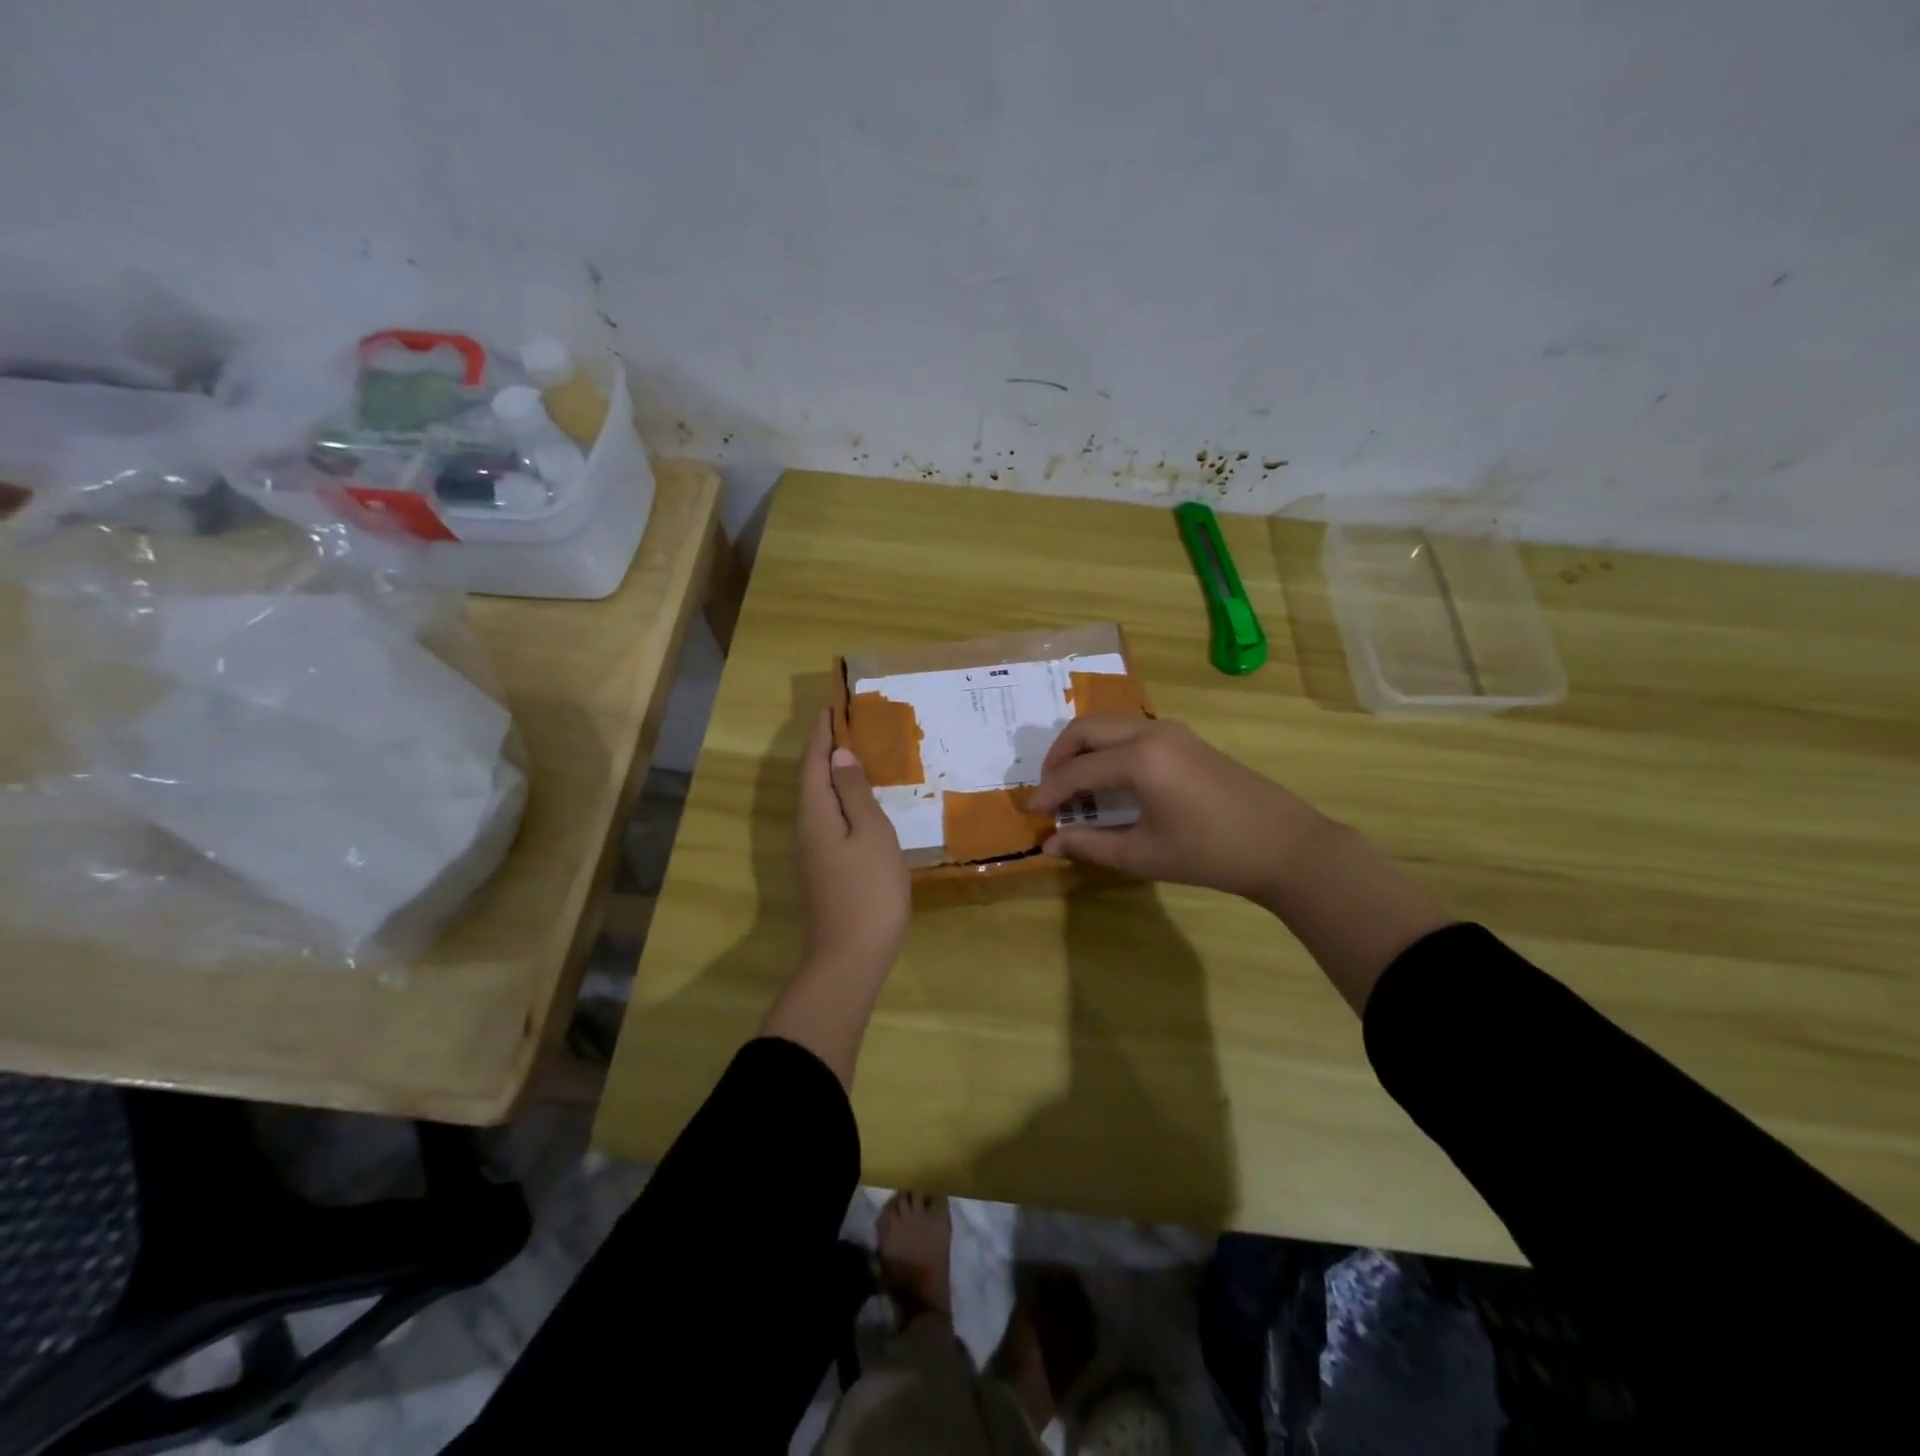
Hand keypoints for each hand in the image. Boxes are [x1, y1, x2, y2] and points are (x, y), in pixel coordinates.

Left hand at [796, 710, 909, 980]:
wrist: (849, 958)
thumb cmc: (868, 890)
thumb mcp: (870, 834)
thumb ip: (854, 793)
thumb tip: (839, 756)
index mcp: (815, 814)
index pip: (813, 762)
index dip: (821, 734)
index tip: (831, 707)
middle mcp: (806, 829)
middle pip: (811, 780)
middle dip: (824, 750)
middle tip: (846, 725)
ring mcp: (812, 854)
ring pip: (819, 802)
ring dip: (832, 775)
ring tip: (855, 756)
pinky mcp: (823, 871)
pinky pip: (828, 820)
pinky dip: (840, 801)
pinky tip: (859, 805)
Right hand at [1028, 715, 1329, 907]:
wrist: (1284, 845)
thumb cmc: (1211, 854)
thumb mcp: (1144, 855)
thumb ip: (1091, 845)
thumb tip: (1049, 845)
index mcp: (1140, 759)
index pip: (1077, 770)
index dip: (1049, 792)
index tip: (1032, 813)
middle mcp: (1151, 732)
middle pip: (1086, 729)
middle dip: (1058, 757)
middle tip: (1048, 792)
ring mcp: (1172, 730)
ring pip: (1109, 725)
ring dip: (1082, 749)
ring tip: (1073, 787)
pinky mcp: (1185, 738)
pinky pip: (1131, 731)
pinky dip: (1107, 748)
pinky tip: (1107, 780)